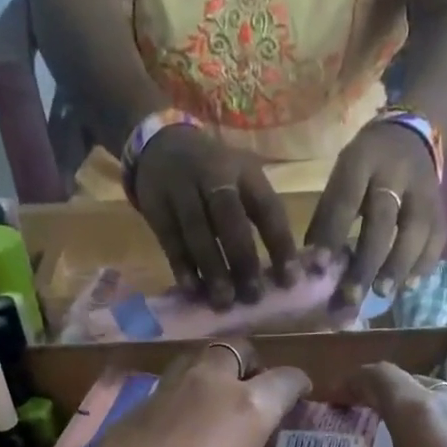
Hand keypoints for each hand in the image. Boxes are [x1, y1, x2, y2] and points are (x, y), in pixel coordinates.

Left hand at [91, 339, 310, 446]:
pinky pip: (169, 386)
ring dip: (213, 373)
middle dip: (251, 363)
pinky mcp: (136, 404)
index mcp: (249, 407)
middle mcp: (211, 385)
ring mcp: (169, 389)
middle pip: (237, 349)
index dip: (298, 385)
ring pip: (198, 360)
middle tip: (254, 388)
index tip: (302, 394)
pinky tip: (180, 423)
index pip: (285, 379)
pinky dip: (182, 396)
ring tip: (215, 401)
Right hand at [131, 126, 299, 309]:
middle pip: (229, 218)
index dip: (280, 244)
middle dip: (243, 259)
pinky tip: (193, 289)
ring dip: (213, 269)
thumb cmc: (214, 176)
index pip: (267, 208)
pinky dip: (183, 267)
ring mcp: (182, 189)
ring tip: (223, 301)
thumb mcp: (242, 181)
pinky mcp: (157, 205)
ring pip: (198, 232)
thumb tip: (281, 275)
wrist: (160, 145)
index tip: (289, 280)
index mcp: (245, 171)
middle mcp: (213, 175)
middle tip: (252, 296)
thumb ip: (260, 219)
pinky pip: (171, 241)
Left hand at [304, 121, 445, 309]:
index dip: (333, 233)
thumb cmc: (365, 166)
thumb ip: (329, 216)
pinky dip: (424, 264)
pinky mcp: (441, 206)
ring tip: (383, 294)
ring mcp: (424, 189)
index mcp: (363, 160)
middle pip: (383, 220)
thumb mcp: (342, 176)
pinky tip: (409, 286)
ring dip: (398, 266)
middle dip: (367, 262)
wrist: (413, 133)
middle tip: (352, 296)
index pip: (346, 199)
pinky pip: (437, 238)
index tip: (319, 266)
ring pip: (415, 230)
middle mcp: (397, 172)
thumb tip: (314, 266)